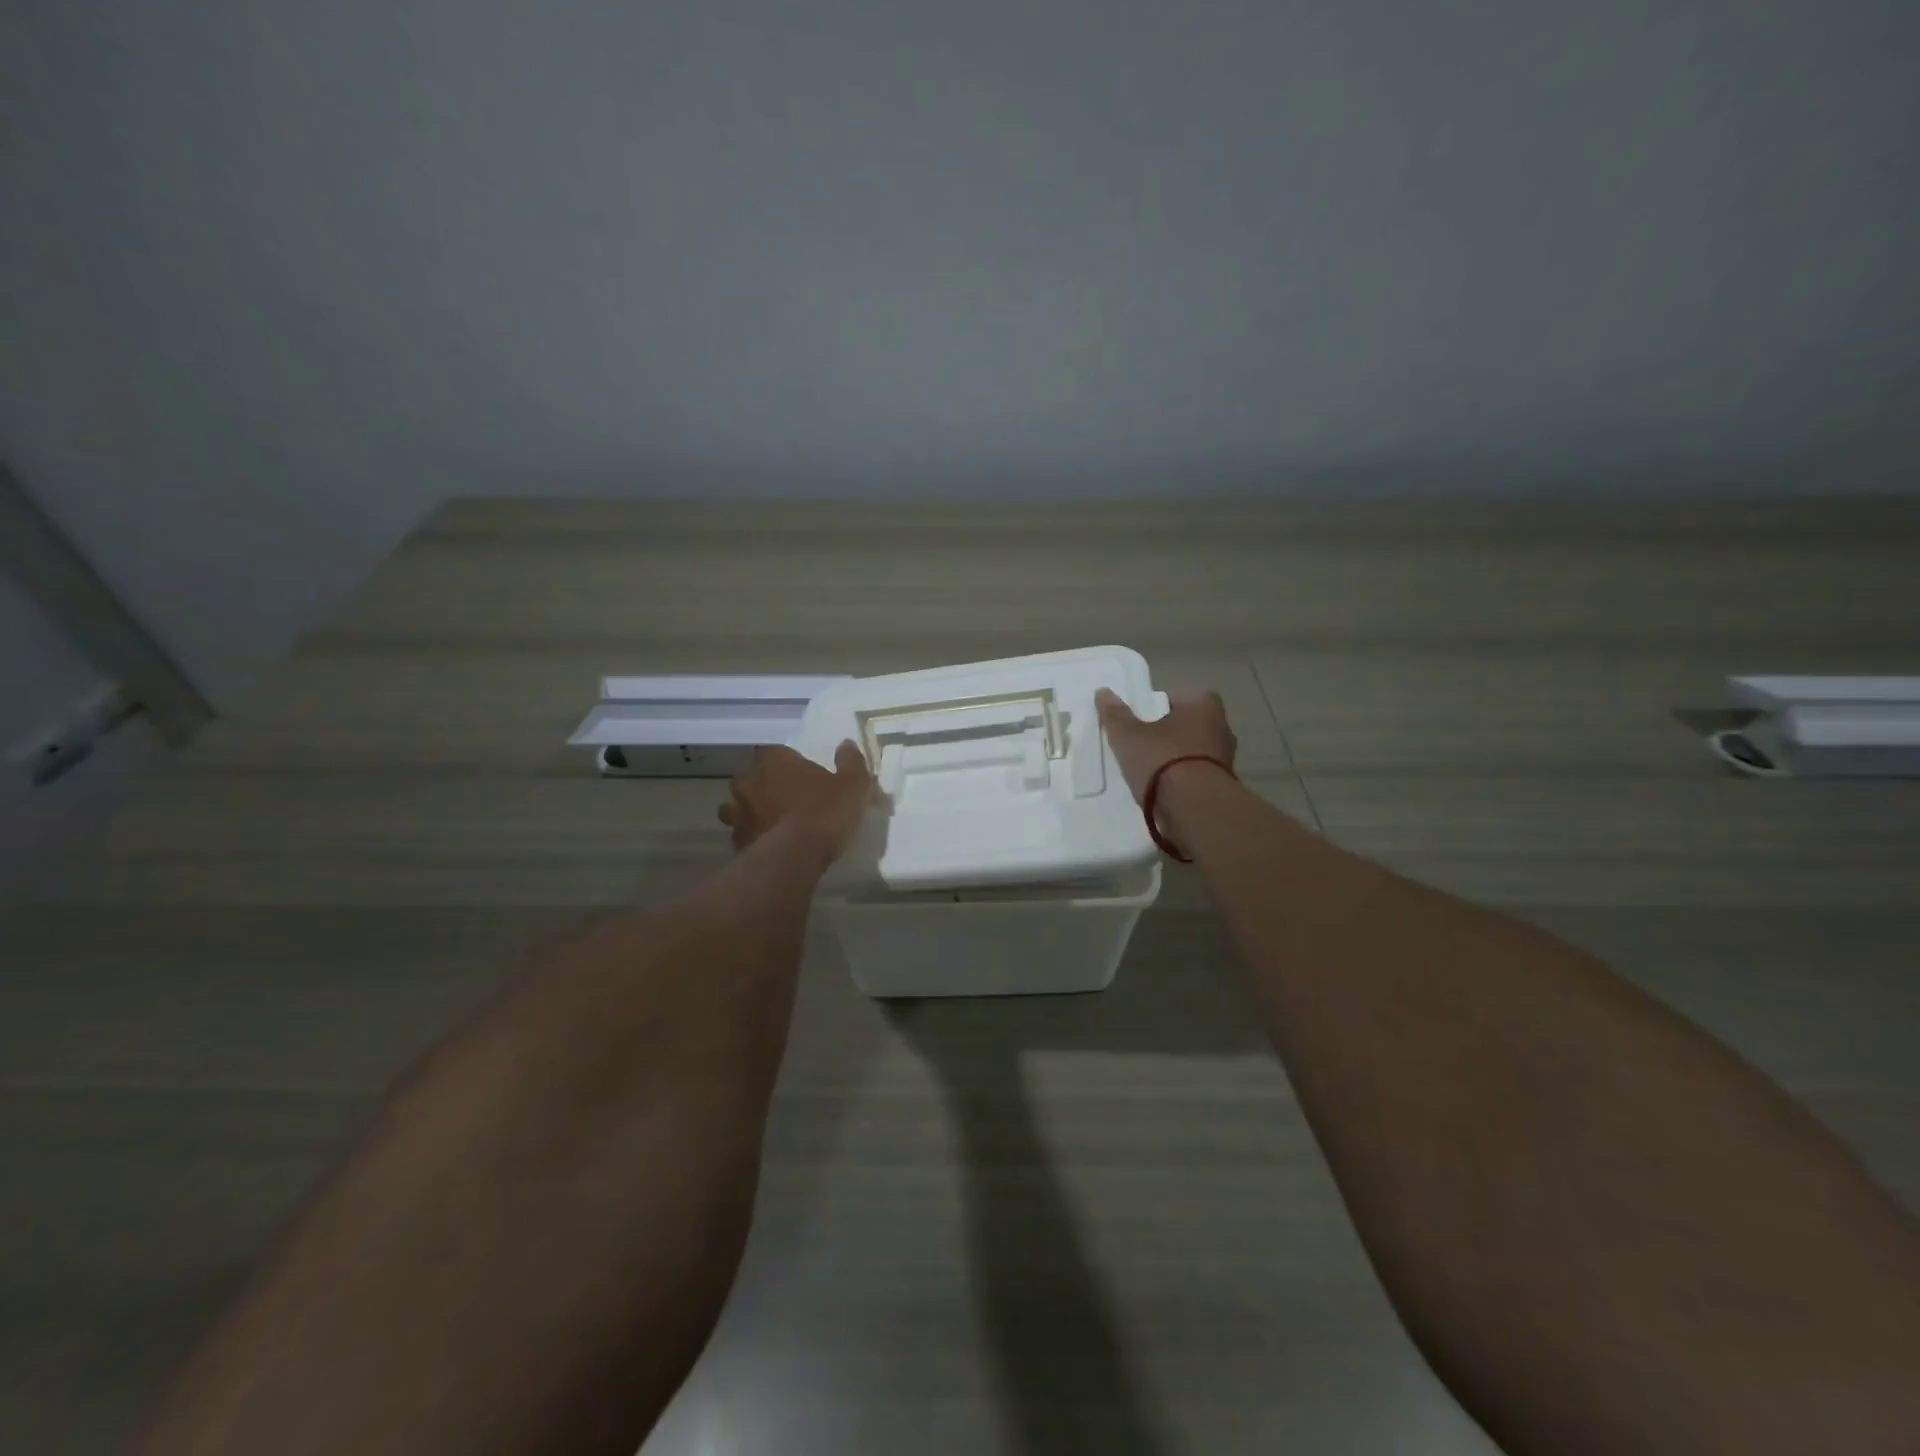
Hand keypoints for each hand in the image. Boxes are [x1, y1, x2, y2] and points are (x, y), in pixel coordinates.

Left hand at [718, 743, 871, 859]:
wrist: (793, 858)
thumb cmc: (823, 813)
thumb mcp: (852, 786)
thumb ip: (850, 762)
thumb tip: (847, 745)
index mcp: (775, 761)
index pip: (779, 754)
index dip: (792, 765)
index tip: (806, 777)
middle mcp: (749, 781)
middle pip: (754, 779)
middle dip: (766, 787)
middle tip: (787, 800)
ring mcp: (737, 813)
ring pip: (740, 807)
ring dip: (752, 813)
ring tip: (772, 825)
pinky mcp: (735, 842)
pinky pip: (743, 835)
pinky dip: (752, 838)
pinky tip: (768, 847)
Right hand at [1094, 688, 1236, 804]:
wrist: (1193, 809)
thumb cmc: (1162, 760)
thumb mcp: (1128, 735)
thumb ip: (1115, 714)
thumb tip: (1103, 692)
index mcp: (1204, 706)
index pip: (1182, 696)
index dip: (1162, 706)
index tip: (1142, 719)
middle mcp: (1222, 728)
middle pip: (1189, 725)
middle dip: (1170, 733)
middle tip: (1142, 743)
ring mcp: (1226, 759)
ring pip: (1194, 752)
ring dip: (1176, 759)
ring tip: (1148, 770)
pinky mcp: (1222, 787)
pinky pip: (1197, 776)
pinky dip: (1182, 780)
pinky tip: (1161, 790)